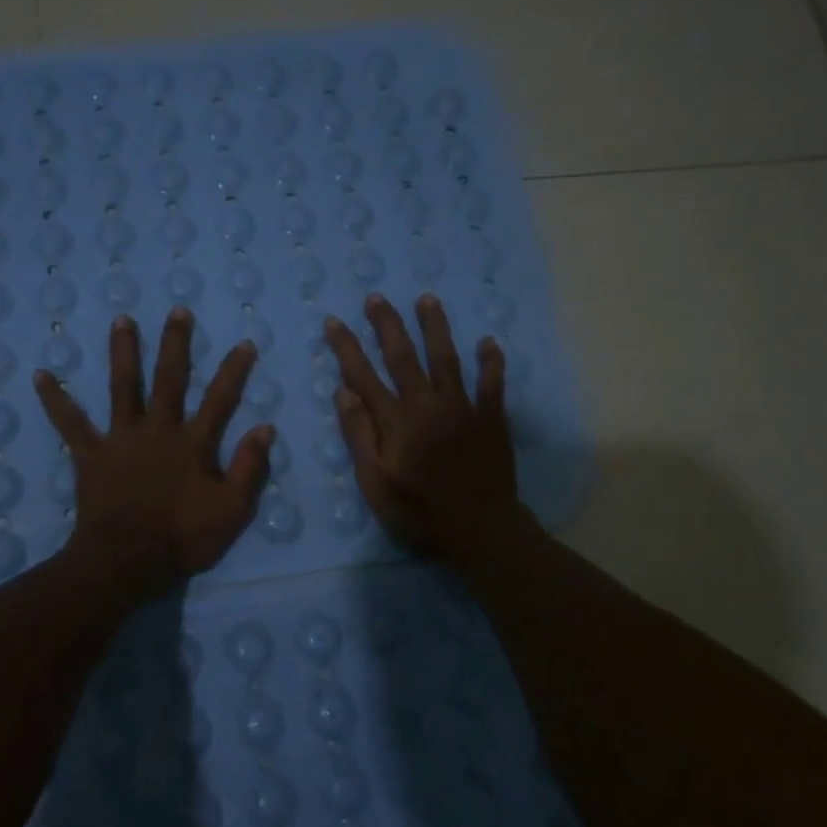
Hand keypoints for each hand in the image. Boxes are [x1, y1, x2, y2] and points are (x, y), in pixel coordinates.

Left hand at [34, 308, 274, 597]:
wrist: (126, 562)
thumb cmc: (182, 539)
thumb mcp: (231, 511)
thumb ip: (249, 468)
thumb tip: (266, 428)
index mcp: (193, 444)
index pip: (220, 399)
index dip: (234, 371)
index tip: (244, 342)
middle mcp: (157, 430)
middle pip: (169, 379)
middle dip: (175, 344)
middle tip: (177, 311)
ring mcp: (121, 439)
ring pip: (123, 387)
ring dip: (123, 352)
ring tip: (121, 319)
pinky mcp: (91, 455)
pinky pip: (70, 423)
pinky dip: (55, 400)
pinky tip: (40, 376)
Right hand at [325, 293, 524, 561]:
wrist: (479, 529)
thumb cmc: (418, 511)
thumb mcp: (374, 482)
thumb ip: (359, 435)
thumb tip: (344, 392)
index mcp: (395, 421)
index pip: (363, 375)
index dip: (346, 347)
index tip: (334, 322)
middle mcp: (427, 404)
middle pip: (403, 356)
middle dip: (387, 325)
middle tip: (376, 297)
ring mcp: (462, 408)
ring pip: (446, 359)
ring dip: (435, 328)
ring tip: (427, 299)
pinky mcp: (490, 419)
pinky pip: (492, 384)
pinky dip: (491, 362)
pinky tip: (489, 342)